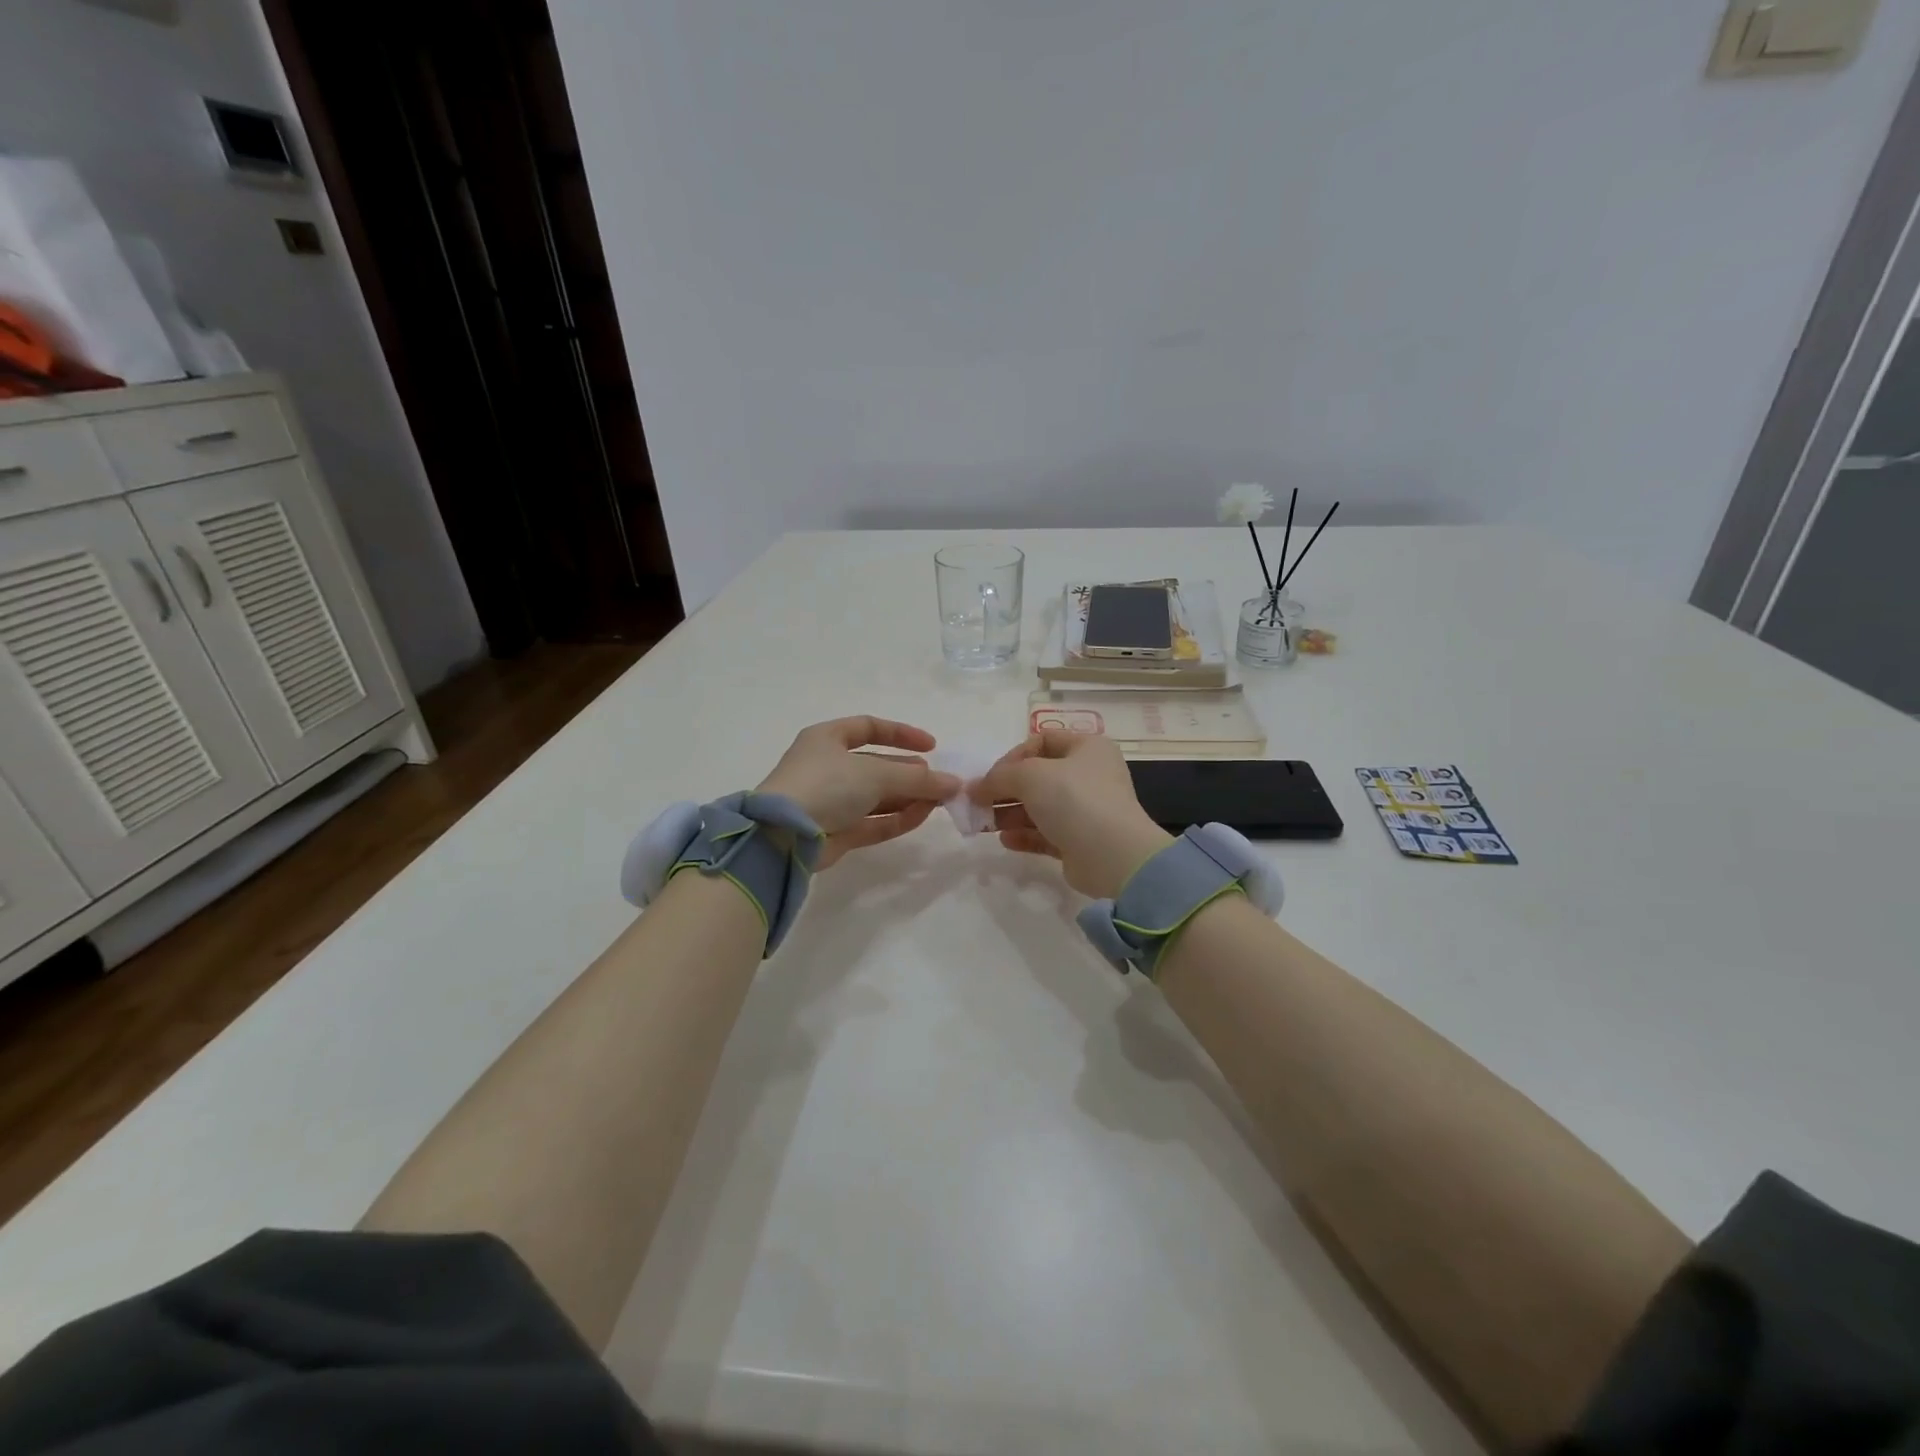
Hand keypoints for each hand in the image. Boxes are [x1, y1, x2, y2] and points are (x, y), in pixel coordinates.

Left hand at [758, 717, 959, 869]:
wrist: (783, 835)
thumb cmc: (826, 786)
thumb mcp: (875, 773)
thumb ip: (918, 778)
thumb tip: (956, 784)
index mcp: (827, 738)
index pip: (869, 728)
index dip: (901, 734)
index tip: (932, 746)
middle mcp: (827, 767)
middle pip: (876, 765)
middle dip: (910, 772)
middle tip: (939, 781)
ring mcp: (830, 801)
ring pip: (876, 796)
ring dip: (907, 797)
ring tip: (939, 800)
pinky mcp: (835, 832)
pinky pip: (872, 821)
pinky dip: (897, 818)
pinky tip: (923, 815)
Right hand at [971, 731, 1172, 898]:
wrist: (1113, 855)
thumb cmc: (1074, 799)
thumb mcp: (1030, 775)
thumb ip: (998, 777)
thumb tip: (973, 788)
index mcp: (1087, 748)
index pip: (1042, 741)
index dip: (1013, 756)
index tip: (992, 776)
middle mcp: (1090, 775)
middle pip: (1038, 777)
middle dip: (1006, 789)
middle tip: (978, 803)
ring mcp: (1087, 810)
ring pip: (1040, 807)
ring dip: (1010, 813)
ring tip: (984, 823)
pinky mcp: (1081, 841)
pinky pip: (1046, 833)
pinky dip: (1024, 835)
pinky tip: (1005, 840)